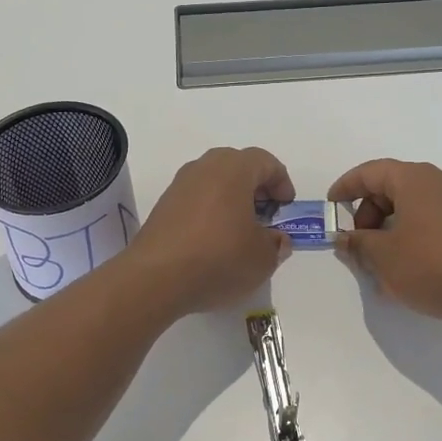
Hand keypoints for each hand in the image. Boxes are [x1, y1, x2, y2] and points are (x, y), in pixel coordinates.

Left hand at [129, 147, 294, 314]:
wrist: (155, 278)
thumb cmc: (219, 258)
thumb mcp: (262, 258)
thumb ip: (276, 244)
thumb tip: (275, 239)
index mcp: (234, 169)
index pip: (265, 162)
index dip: (281, 182)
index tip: (286, 208)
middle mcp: (205, 167)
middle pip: (237, 166)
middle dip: (255, 187)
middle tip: (265, 214)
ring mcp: (179, 185)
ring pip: (214, 181)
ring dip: (231, 199)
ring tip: (240, 230)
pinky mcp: (163, 206)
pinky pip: (196, 199)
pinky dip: (210, 211)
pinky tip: (214, 240)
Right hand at [328, 159, 441, 337]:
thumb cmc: (431, 264)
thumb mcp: (383, 256)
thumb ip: (358, 244)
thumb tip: (345, 238)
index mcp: (414, 179)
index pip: (370, 172)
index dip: (345, 187)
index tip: (330, 207)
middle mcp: (438, 184)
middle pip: (391, 190)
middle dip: (367, 215)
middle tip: (356, 245)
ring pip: (410, 211)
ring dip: (387, 232)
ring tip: (377, 266)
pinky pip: (429, 226)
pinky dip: (410, 241)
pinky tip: (404, 273)